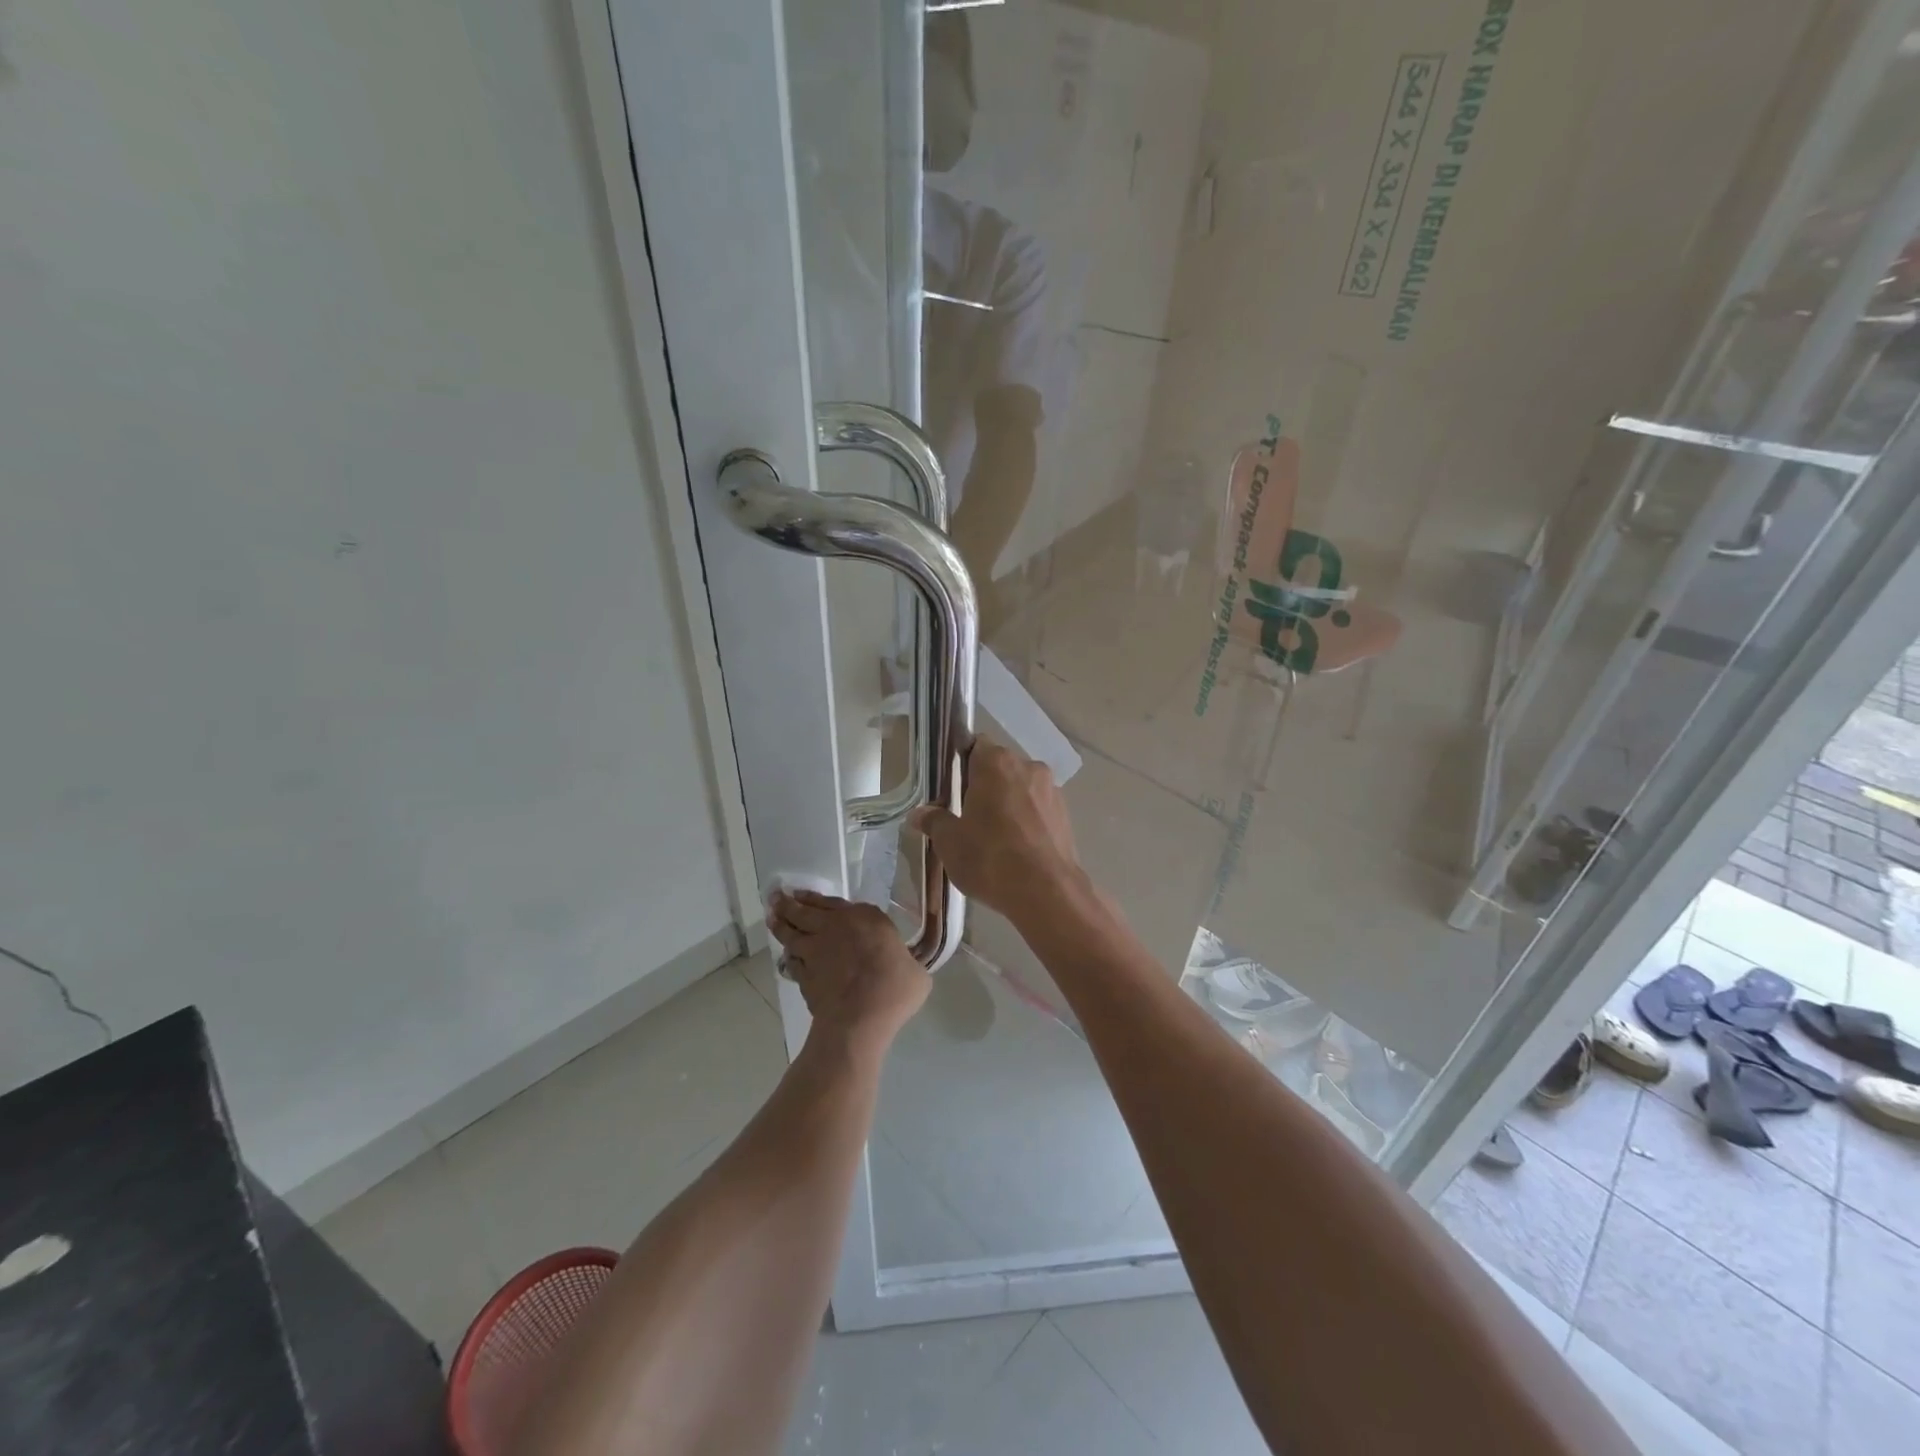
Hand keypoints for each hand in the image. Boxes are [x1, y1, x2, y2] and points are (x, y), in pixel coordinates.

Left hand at [766, 891, 929, 1058]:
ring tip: (773, 918)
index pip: (834, 902)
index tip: (802, 894)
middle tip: (776, 897)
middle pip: (805, 911)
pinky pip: (792, 961)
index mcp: (866, 918)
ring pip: (791, 932)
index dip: (816, 898)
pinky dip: (789, 957)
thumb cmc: (894, 989)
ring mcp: (815, 951)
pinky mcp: (804, 975)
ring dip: (780, 924)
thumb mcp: (915, 972)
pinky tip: (788, 957)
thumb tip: (906, 969)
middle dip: (788, 903)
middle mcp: (835, 927)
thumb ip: (905, 962)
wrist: (860, 1019)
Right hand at [910, 737, 1081, 922]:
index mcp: (996, 762)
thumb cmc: (989, 857)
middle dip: (985, 785)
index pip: (975, 746)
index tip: (952, 787)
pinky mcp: (1066, 815)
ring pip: (1021, 788)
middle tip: (967, 815)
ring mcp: (1052, 790)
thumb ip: (934, 821)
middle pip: (1000, 767)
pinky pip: (1038, 808)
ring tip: (994, 836)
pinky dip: (1027, 820)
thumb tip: (918, 814)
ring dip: (1008, 803)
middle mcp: (1028, 766)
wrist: (1046, 892)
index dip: (962, 763)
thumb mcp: (949, 842)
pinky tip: (1017, 848)